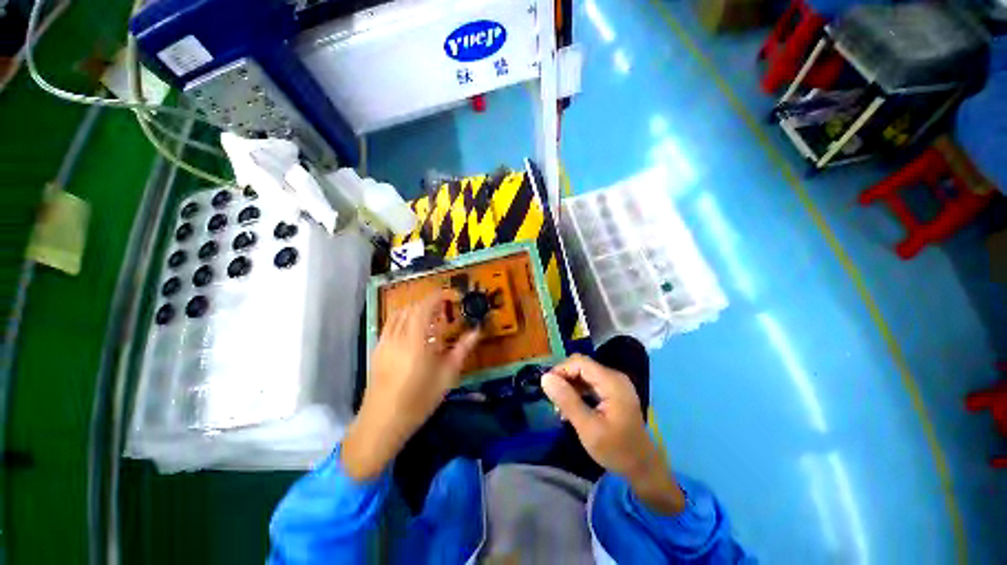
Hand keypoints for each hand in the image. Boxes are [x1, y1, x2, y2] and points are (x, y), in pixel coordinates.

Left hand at [342, 290, 479, 480]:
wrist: (382, 423)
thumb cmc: (419, 400)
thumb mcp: (447, 375)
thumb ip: (462, 349)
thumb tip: (477, 331)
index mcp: (415, 340)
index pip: (425, 306)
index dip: (439, 296)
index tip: (452, 296)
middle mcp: (397, 335)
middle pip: (411, 307)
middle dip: (429, 301)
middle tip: (445, 308)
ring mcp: (384, 342)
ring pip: (398, 313)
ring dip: (415, 308)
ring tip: (431, 317)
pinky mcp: (377, 349)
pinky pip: (390, 323)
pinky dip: (404, 318)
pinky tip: (413, 331)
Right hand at [541, 354, 684, 513]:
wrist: (643, 468)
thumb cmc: (617, 450)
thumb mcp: (588, 428)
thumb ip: (567, 401)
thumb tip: (545, 378)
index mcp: (611, 382)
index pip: (580, 362)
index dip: (560, 370)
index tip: (547, 388)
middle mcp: (614, 377)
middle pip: (581, 366)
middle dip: (564, 379)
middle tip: (553, 400)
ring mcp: (615, 383)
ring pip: (584, 374)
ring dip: (569, 386)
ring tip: (560, 407)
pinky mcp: (613, 391)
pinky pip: (590, 383)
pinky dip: (578, 391)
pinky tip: (571, 407)